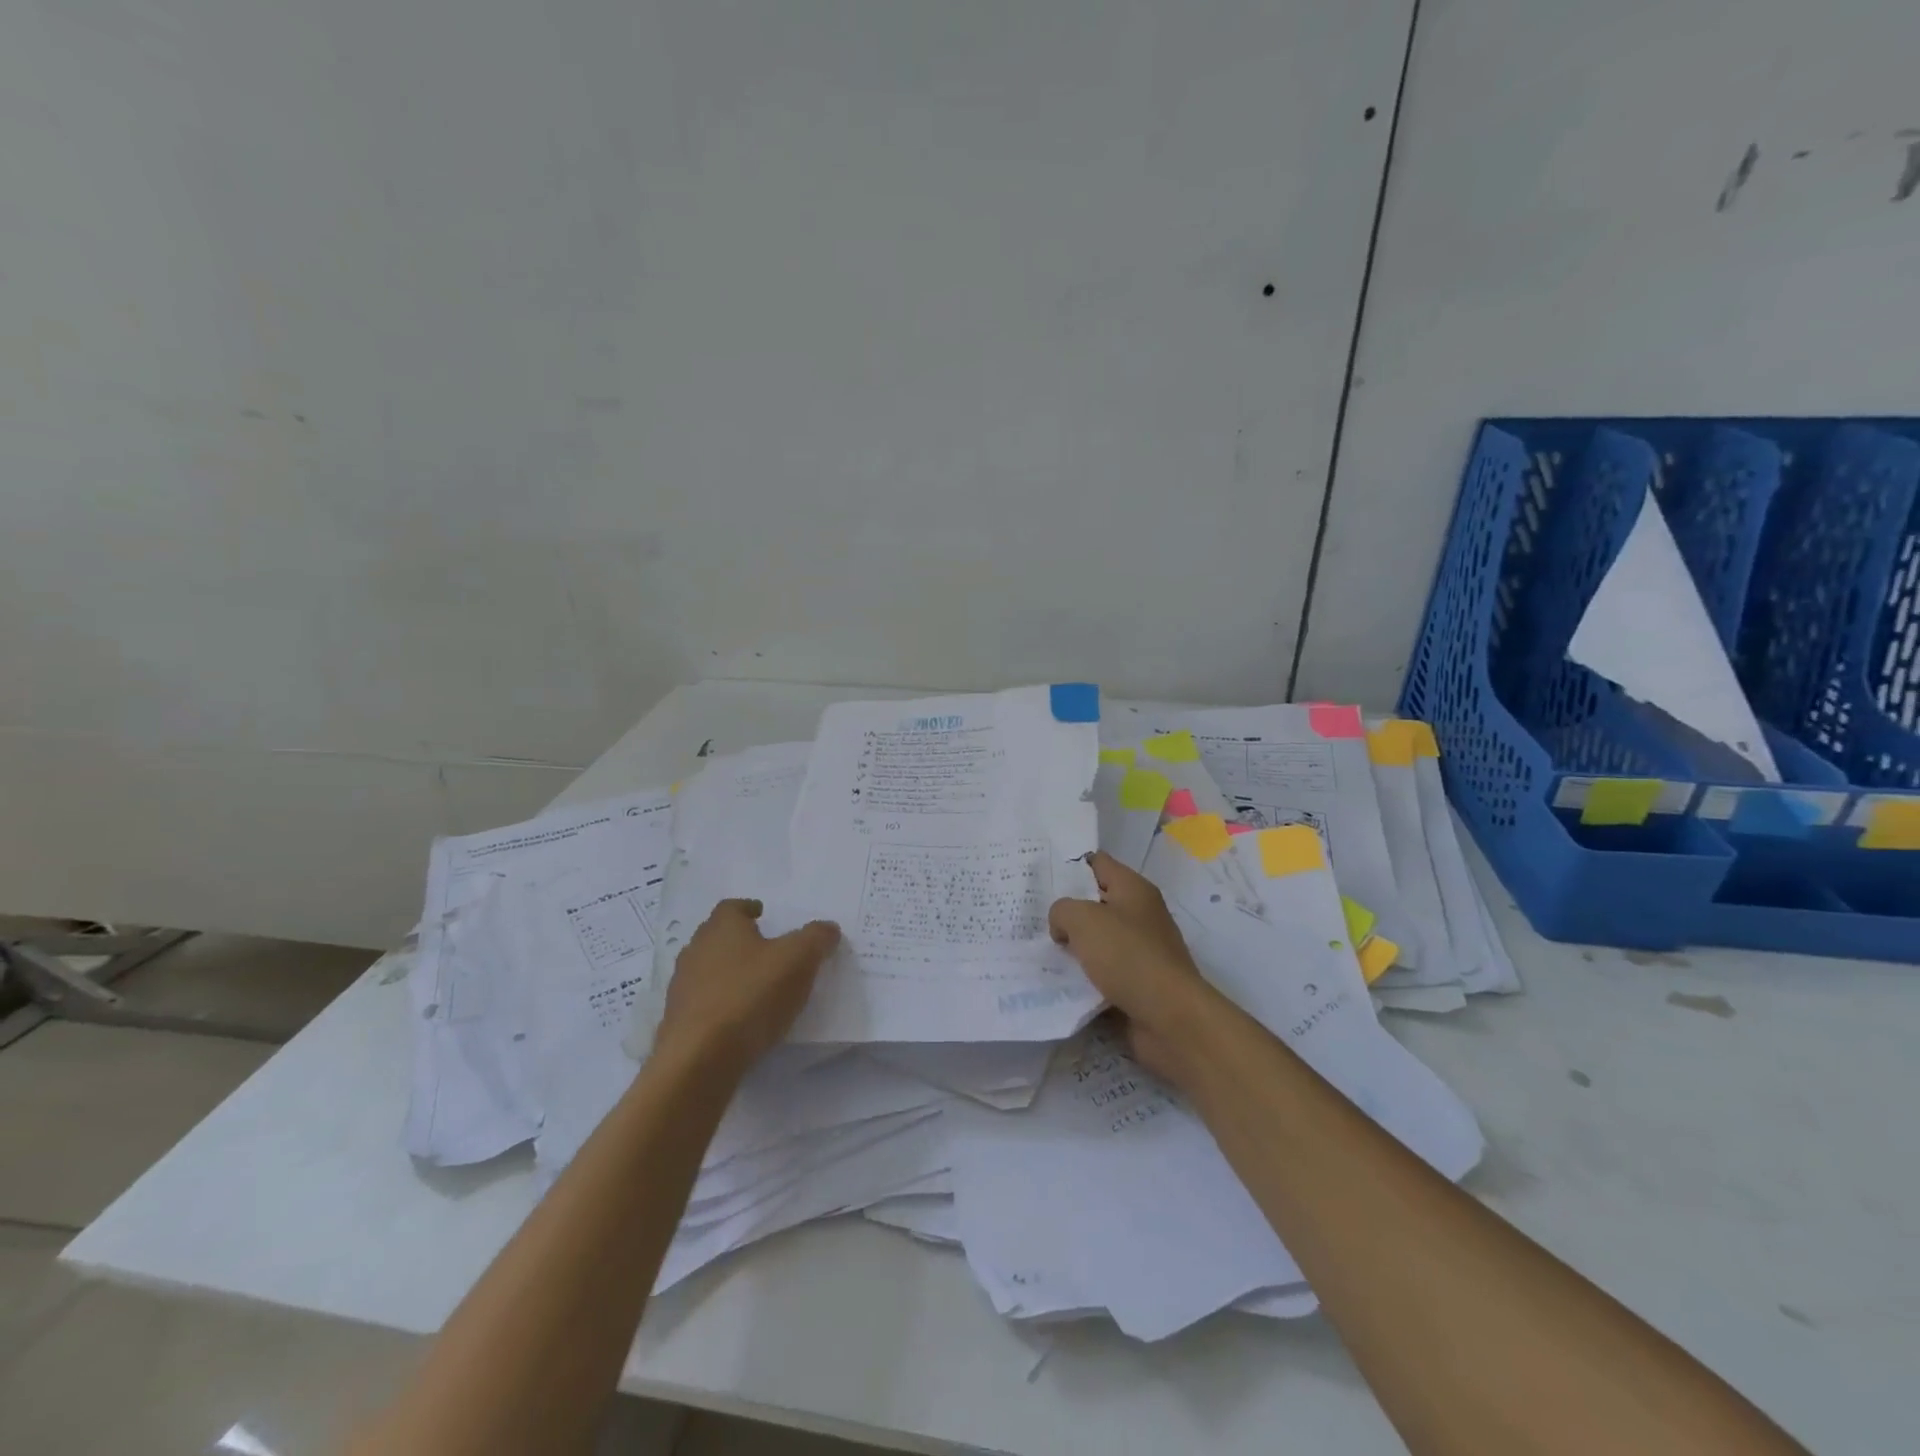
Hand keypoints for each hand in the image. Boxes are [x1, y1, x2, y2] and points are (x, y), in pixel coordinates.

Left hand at [655, 900, 839, 1073]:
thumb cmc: (750, 995)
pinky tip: (740, 1020)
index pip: (732, 907)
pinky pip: (704, 1003)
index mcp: (722, 927)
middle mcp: (696, 950)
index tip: (763, 915)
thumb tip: (828, 928)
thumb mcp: (798, 960)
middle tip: (766, 950)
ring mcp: (682, 987)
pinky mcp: (678, 1022)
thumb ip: (816, 938)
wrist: (700, 1058)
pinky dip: (721, 1004)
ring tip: (756, 987)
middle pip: (718, 937)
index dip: (749, 908)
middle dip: (740, 941)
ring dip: (729, 973)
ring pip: (708, 970)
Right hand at [1048, 852, 1217, 1080]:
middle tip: (1031, 916)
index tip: (1039, 877)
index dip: (1069, 867)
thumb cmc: (1128, 957)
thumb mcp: (1083, 920)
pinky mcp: (1138, 983)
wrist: (1170, 1019)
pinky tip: (1058, 981)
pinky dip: (1083, 976)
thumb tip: (1062, 927)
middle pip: (1095, 903)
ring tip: (1038, 950)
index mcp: (1134, 889)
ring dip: (1073, 947)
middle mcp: (1140, 915)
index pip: (1097, 863)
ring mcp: (1141, 951)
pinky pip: (1102, 972)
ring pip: (1097, 940)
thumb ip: (1062, 911)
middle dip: (1066, 910)